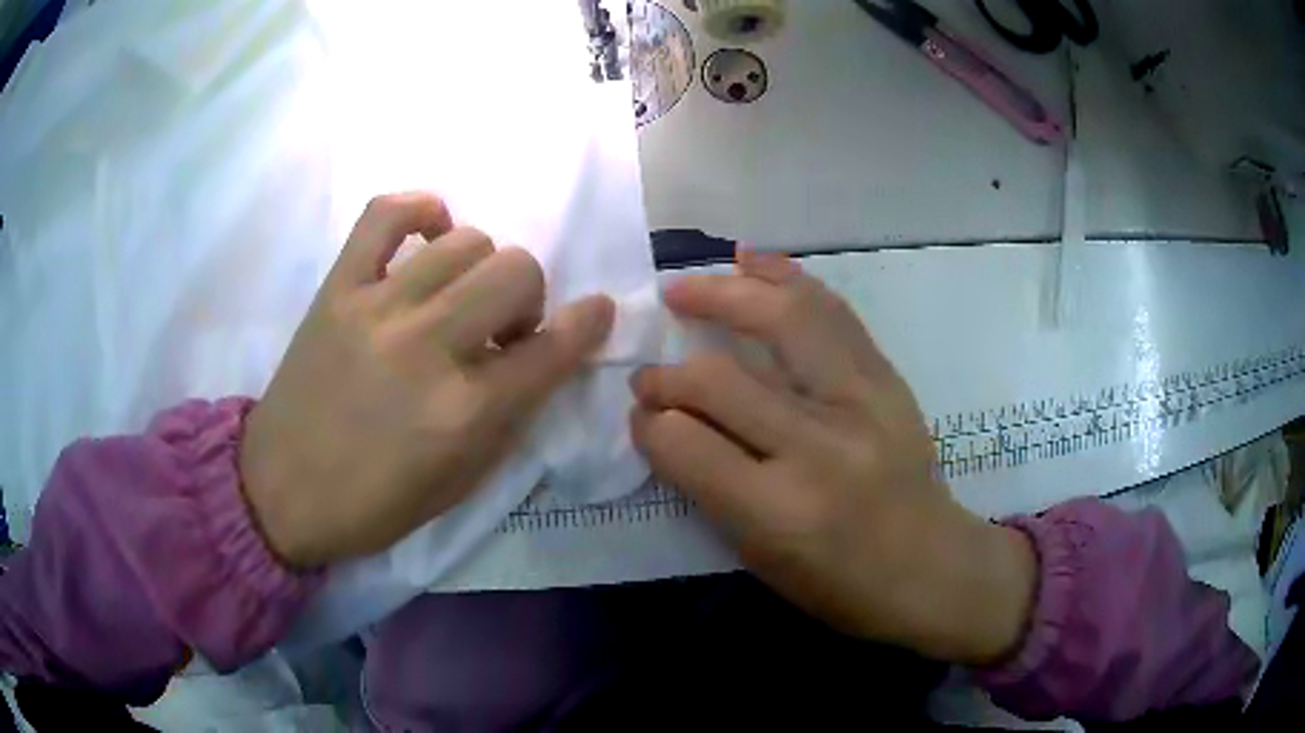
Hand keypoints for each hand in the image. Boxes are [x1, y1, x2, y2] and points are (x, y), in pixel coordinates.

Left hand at [239, 193, 613, 568]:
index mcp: (465, 412)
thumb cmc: (374, 504)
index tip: (597, 311)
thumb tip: (542, 359)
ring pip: (466, 240)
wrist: (280, 490)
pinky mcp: (338, 288)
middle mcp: (428, 348)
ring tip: (459, 296)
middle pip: (516, 272)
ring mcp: (378, 308)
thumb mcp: (460, 485)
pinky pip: (387, 214)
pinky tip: (429, 234)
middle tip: (501, 329)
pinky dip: (421, 210)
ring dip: (481, 269)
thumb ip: (510, 418)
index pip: (553, 350)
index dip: (589, 325)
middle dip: (527, 299)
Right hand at [631, 251, 1035, 665]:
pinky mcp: (887, 377)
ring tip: (686, 286)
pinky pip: (830, 311)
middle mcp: (819, 447)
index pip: (685, 445)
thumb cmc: (841, 584)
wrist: (933, 566)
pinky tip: (751, 262)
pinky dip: (785, 278)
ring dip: (723, 294)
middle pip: (721, 380)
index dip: (649, 425)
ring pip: (782, 319)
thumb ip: (710, 488)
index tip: (641, 417)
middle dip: (670, 373)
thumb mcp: (761, 558)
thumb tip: (667, 425)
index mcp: (779, 512)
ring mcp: (862, 402)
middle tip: (650, 367)